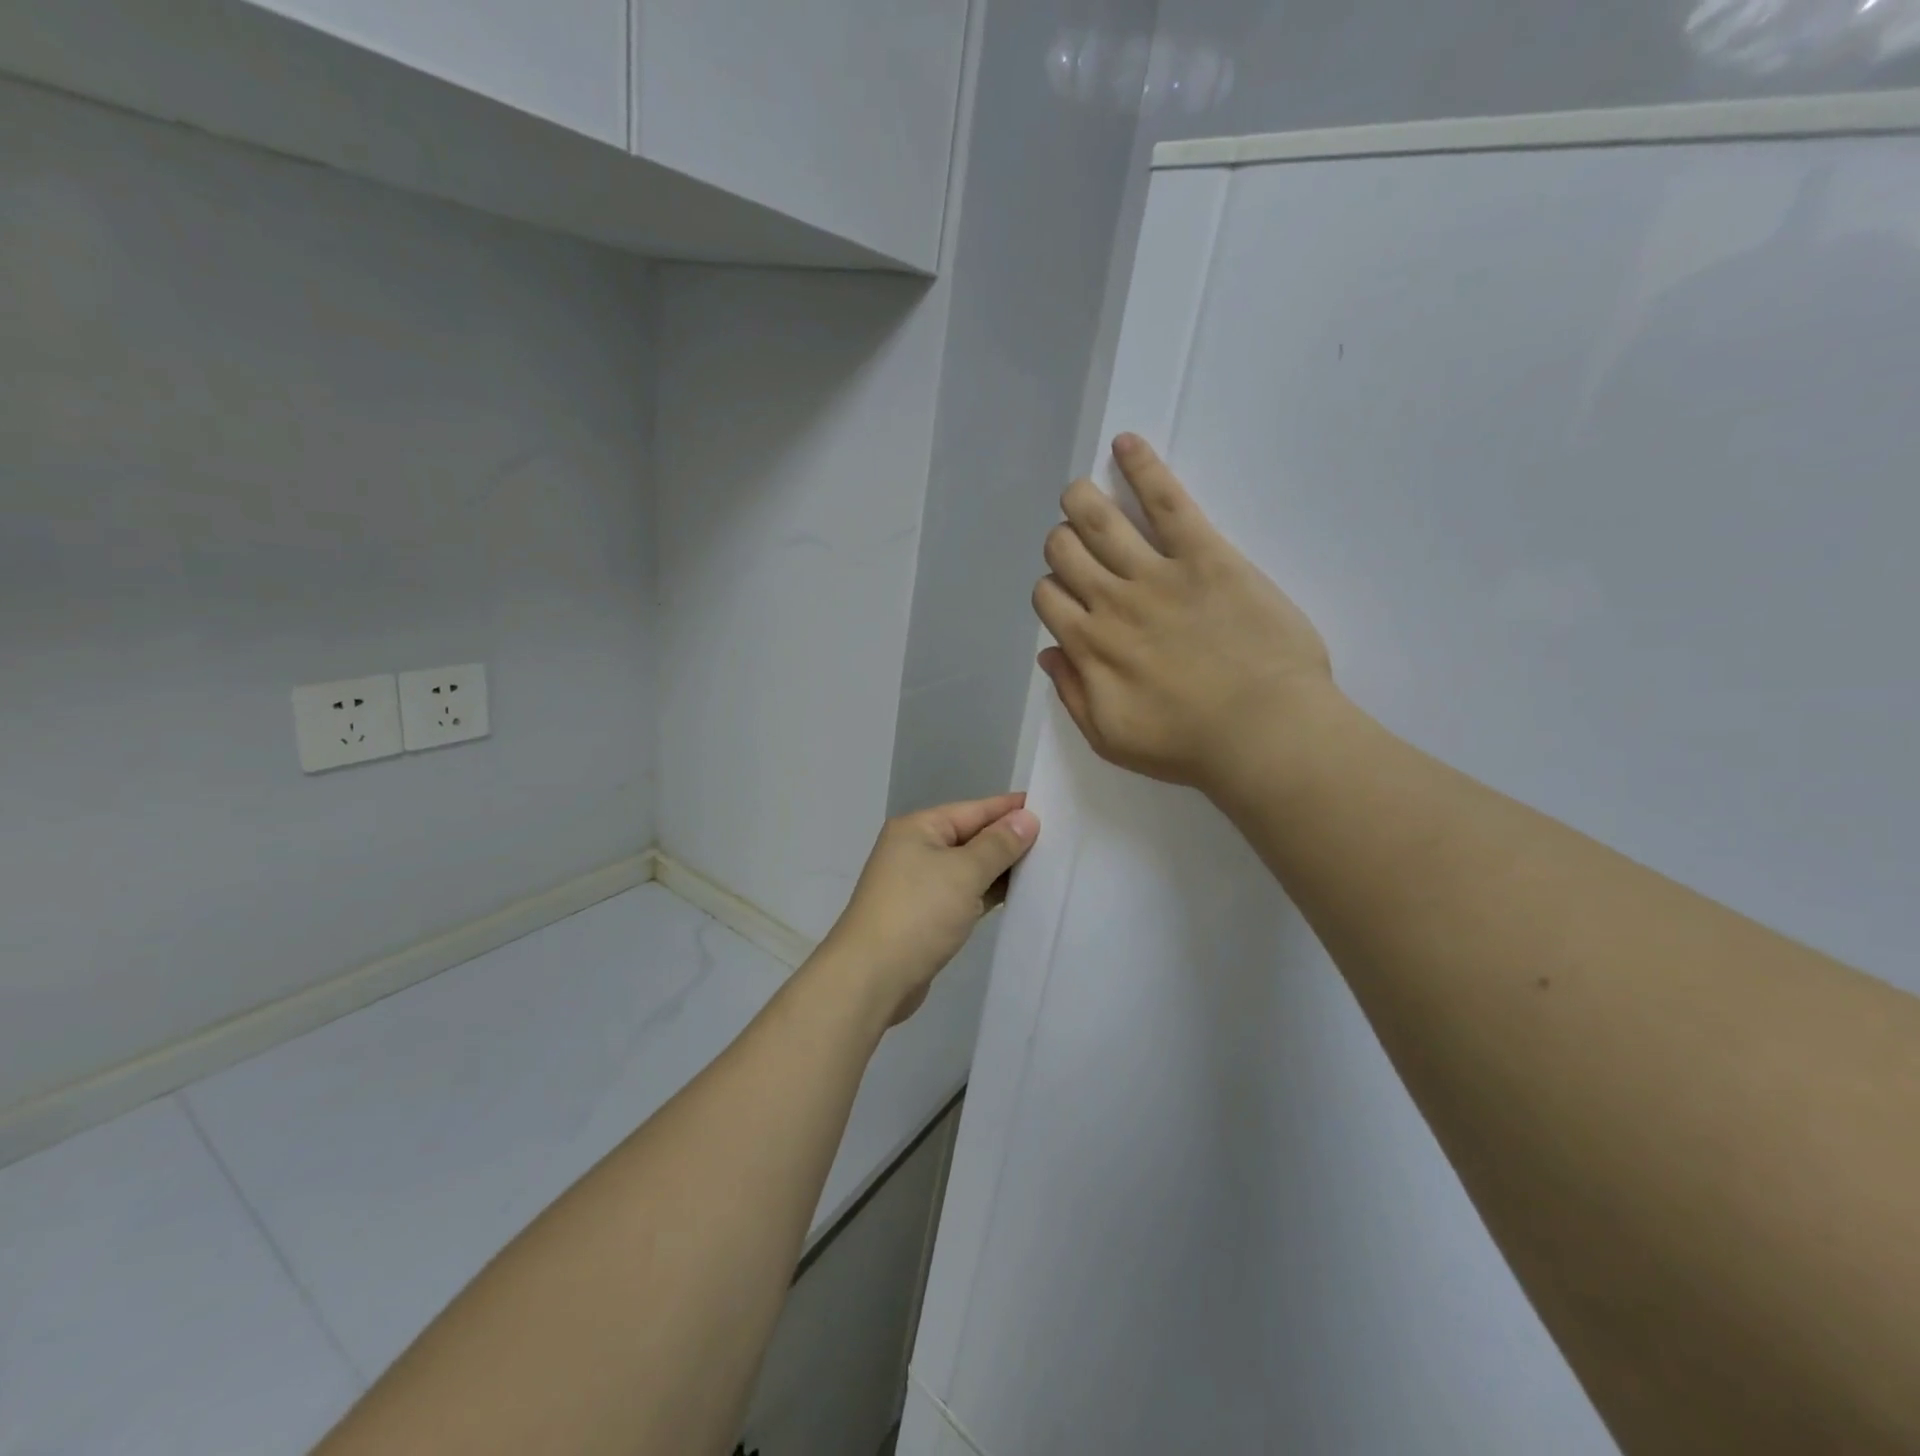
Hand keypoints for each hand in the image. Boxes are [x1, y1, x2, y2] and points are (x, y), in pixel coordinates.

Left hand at [820, 794, 1039, 1025]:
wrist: (870, 978)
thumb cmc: (918, 914)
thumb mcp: (964, 872)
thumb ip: (998, 845)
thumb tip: (1026, 818)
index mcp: (918, 828)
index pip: (974, 809)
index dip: (1011, 808)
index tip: (1050, 805)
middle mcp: (915, 849)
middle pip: (971, 837)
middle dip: (1009, 839)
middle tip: (1058, 840)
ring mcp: (918, 884)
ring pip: (968, 867)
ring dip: (1000, 869)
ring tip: (1045, 866)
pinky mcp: (924, 916)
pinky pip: (963, 893)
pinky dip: (986, 893)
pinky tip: (1016, 896)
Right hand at [1033, 434, 1334, 794]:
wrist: (1263, 732)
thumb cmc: (1188, 746)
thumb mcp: (1110, 738)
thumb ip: (1072, 694)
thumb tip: (1049, 653)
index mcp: (1089, 647)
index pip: (1047, 597)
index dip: (1051, 590)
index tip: (1069, 598)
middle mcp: (1110, 602)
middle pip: (1063, 552)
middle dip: (1061, 544)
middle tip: (1080, 550)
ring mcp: (1155, 573)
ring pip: (1097, 519)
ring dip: (1080, 500)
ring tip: (1079, 493)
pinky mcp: (1203, 554)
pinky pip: (1165, 500)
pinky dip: (1141, 467)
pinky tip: (1126, 443)